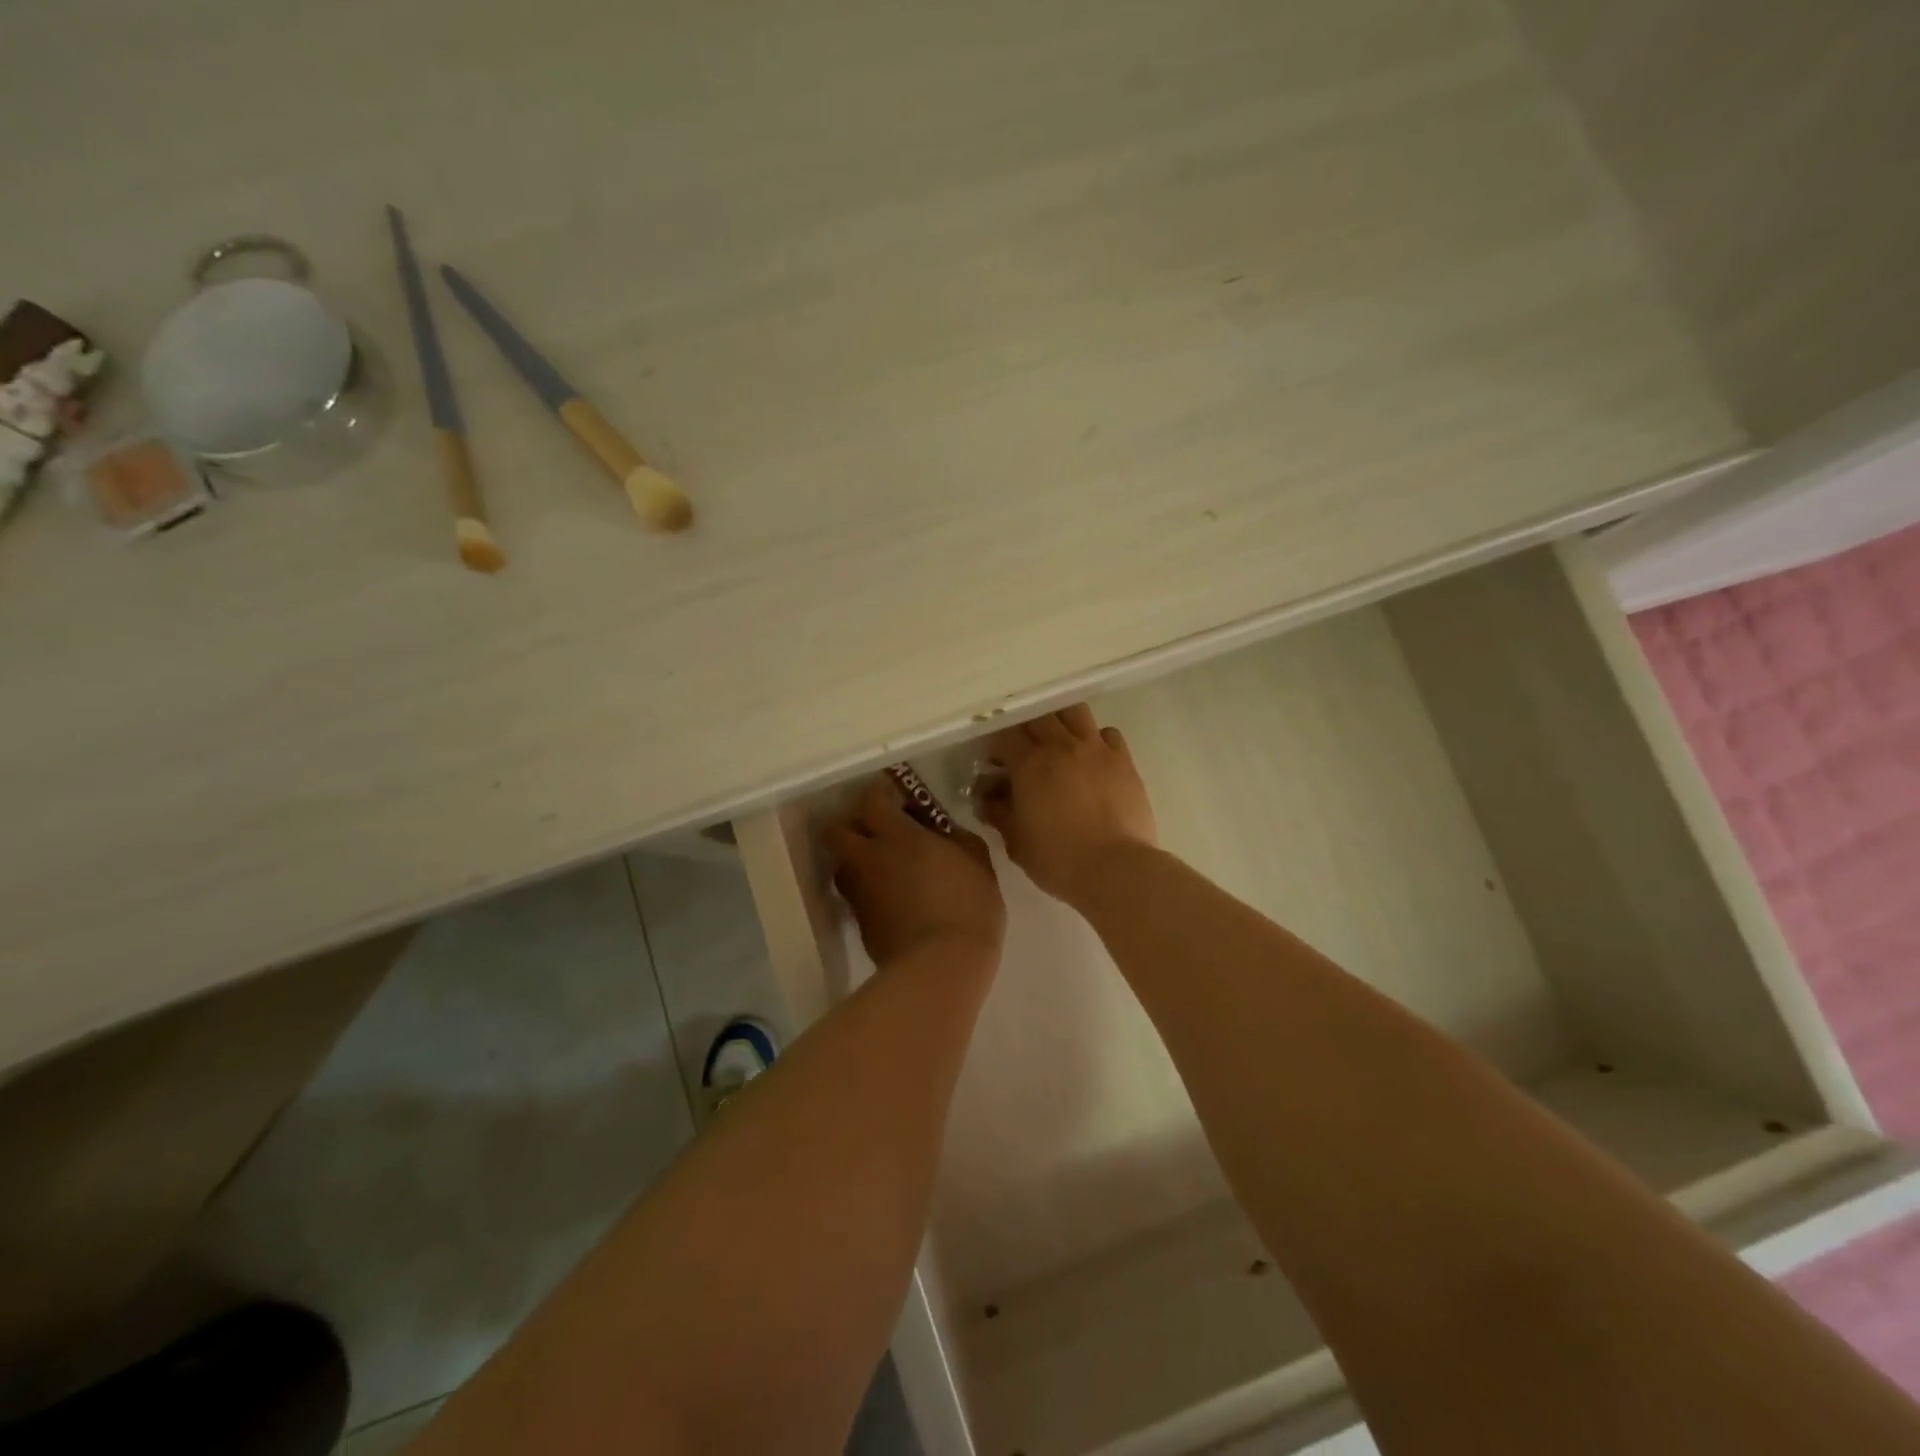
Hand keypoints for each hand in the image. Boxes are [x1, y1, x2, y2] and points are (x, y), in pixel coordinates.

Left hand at [824, 777, 1005, 969]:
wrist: (941, 967)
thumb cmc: (967, 907)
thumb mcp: (977, 862)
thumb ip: (956, 838)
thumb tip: (942, 832)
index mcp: (897, 837)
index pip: (870, 801)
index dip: (878, 793)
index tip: (892, 795)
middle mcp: (869, 859)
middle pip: (836, 832)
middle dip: (851, 826)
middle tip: (876, 832)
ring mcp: (860, 894)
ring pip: (842, 866)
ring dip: (856, 861)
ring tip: (883, 869)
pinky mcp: (860, 924)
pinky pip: (855, 896)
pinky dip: (868, 892)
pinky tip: (892, 901)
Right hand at [976, 704, 1156, 904]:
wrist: (1116, 870)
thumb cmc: (1058, 860)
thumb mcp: (1016, 842)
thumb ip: (998, 814)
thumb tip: (985, 799)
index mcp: (1029, 764)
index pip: (1004, 734)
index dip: (996, 745)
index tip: (995, 763)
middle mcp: (1062, 746)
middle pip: (1038, 714)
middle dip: (1025, 727)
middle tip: (1024, 749)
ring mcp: (1096, 749)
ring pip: (1074, 711)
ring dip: (1060, 720)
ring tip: (1058, 741)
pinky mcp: (1124, 760)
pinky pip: (1107, 733)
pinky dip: (1096, 738)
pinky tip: (1092, 757)